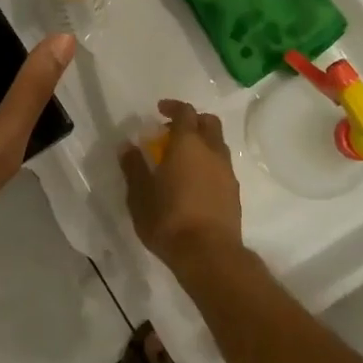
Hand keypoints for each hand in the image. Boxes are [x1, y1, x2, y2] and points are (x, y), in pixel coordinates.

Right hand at [119, 99, 244, 274]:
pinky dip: (209, 164)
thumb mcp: (140, 194)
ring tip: (182, 159)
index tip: (159, 110)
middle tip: (172, 132)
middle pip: (209, 122)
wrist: (209, 255)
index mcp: (187, 144)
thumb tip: (128, 146)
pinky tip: (194, 182)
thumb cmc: (169, 219)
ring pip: (218, 145)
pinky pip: (222, 166)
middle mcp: (212, 151)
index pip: (185, 112)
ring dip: (202, 143)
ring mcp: (227, 172)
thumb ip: (134, 167)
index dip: (173, 107)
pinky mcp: (234, 193)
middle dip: (192, 121)